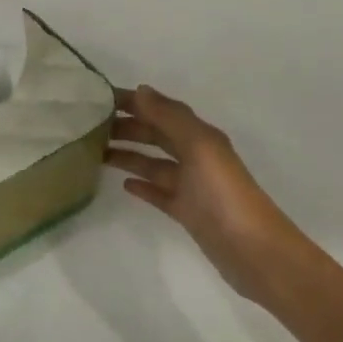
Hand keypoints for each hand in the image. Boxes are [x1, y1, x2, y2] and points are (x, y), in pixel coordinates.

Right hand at [106, 86, 295, 300]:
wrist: (253, 251)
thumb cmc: (224, 194)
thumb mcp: (199, 147)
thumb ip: (170, 117)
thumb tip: (140, 90)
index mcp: (200, 137)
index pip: (161, 110)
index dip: (133, 102)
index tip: (99, 98)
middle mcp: (196, 157)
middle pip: (156, 135)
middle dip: (126, 126)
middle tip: (88, 126)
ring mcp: (191, 186)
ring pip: (153, 163)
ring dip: (128, 154)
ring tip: (96, 152)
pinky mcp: (186, 212)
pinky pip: (159, 192)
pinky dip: (142, 185)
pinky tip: (123, 185)